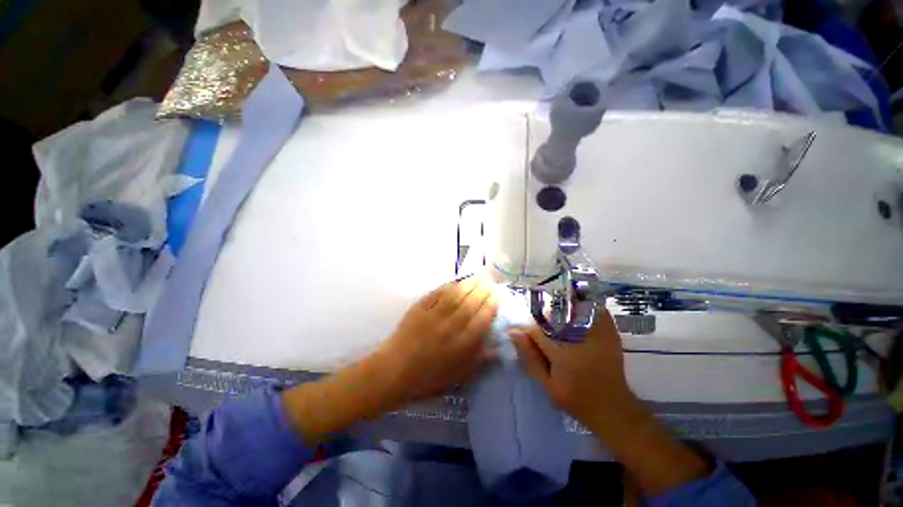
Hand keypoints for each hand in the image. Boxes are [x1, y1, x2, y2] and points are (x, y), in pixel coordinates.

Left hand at [375, 276, 499, 405]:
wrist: (394, 371)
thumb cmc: (427, 378)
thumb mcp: (457, 378)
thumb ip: (478, 361)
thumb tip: (496, 345)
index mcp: (462, 345)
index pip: (482, 319)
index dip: (491, 305)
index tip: (496, 297)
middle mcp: (450, 327)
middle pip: (471, 303)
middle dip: (483, 291)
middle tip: (489, 283)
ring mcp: (434, 315)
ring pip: (456, 295)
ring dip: (469, 284)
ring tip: (477, 279)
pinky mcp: (420, 308)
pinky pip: (438, 293)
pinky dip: (449, 286)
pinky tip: (455, 283)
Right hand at [511, 311, 712, 494]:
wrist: (612, 408)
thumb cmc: (576, 398)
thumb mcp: (547, 383)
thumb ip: (530, 357)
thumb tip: (514, 332)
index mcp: (561, 352)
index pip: (536, 330)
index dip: (529, 330)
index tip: (527, 335)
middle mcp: (579, 338)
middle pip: (554, 312)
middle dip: (545, 312)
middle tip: (541, 320)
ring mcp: (597, 333)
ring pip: (576, 306)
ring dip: (565, 305)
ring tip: (558, 311)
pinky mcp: (610, 333)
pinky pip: (597, 310)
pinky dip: (586, 306)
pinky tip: (578, 312)